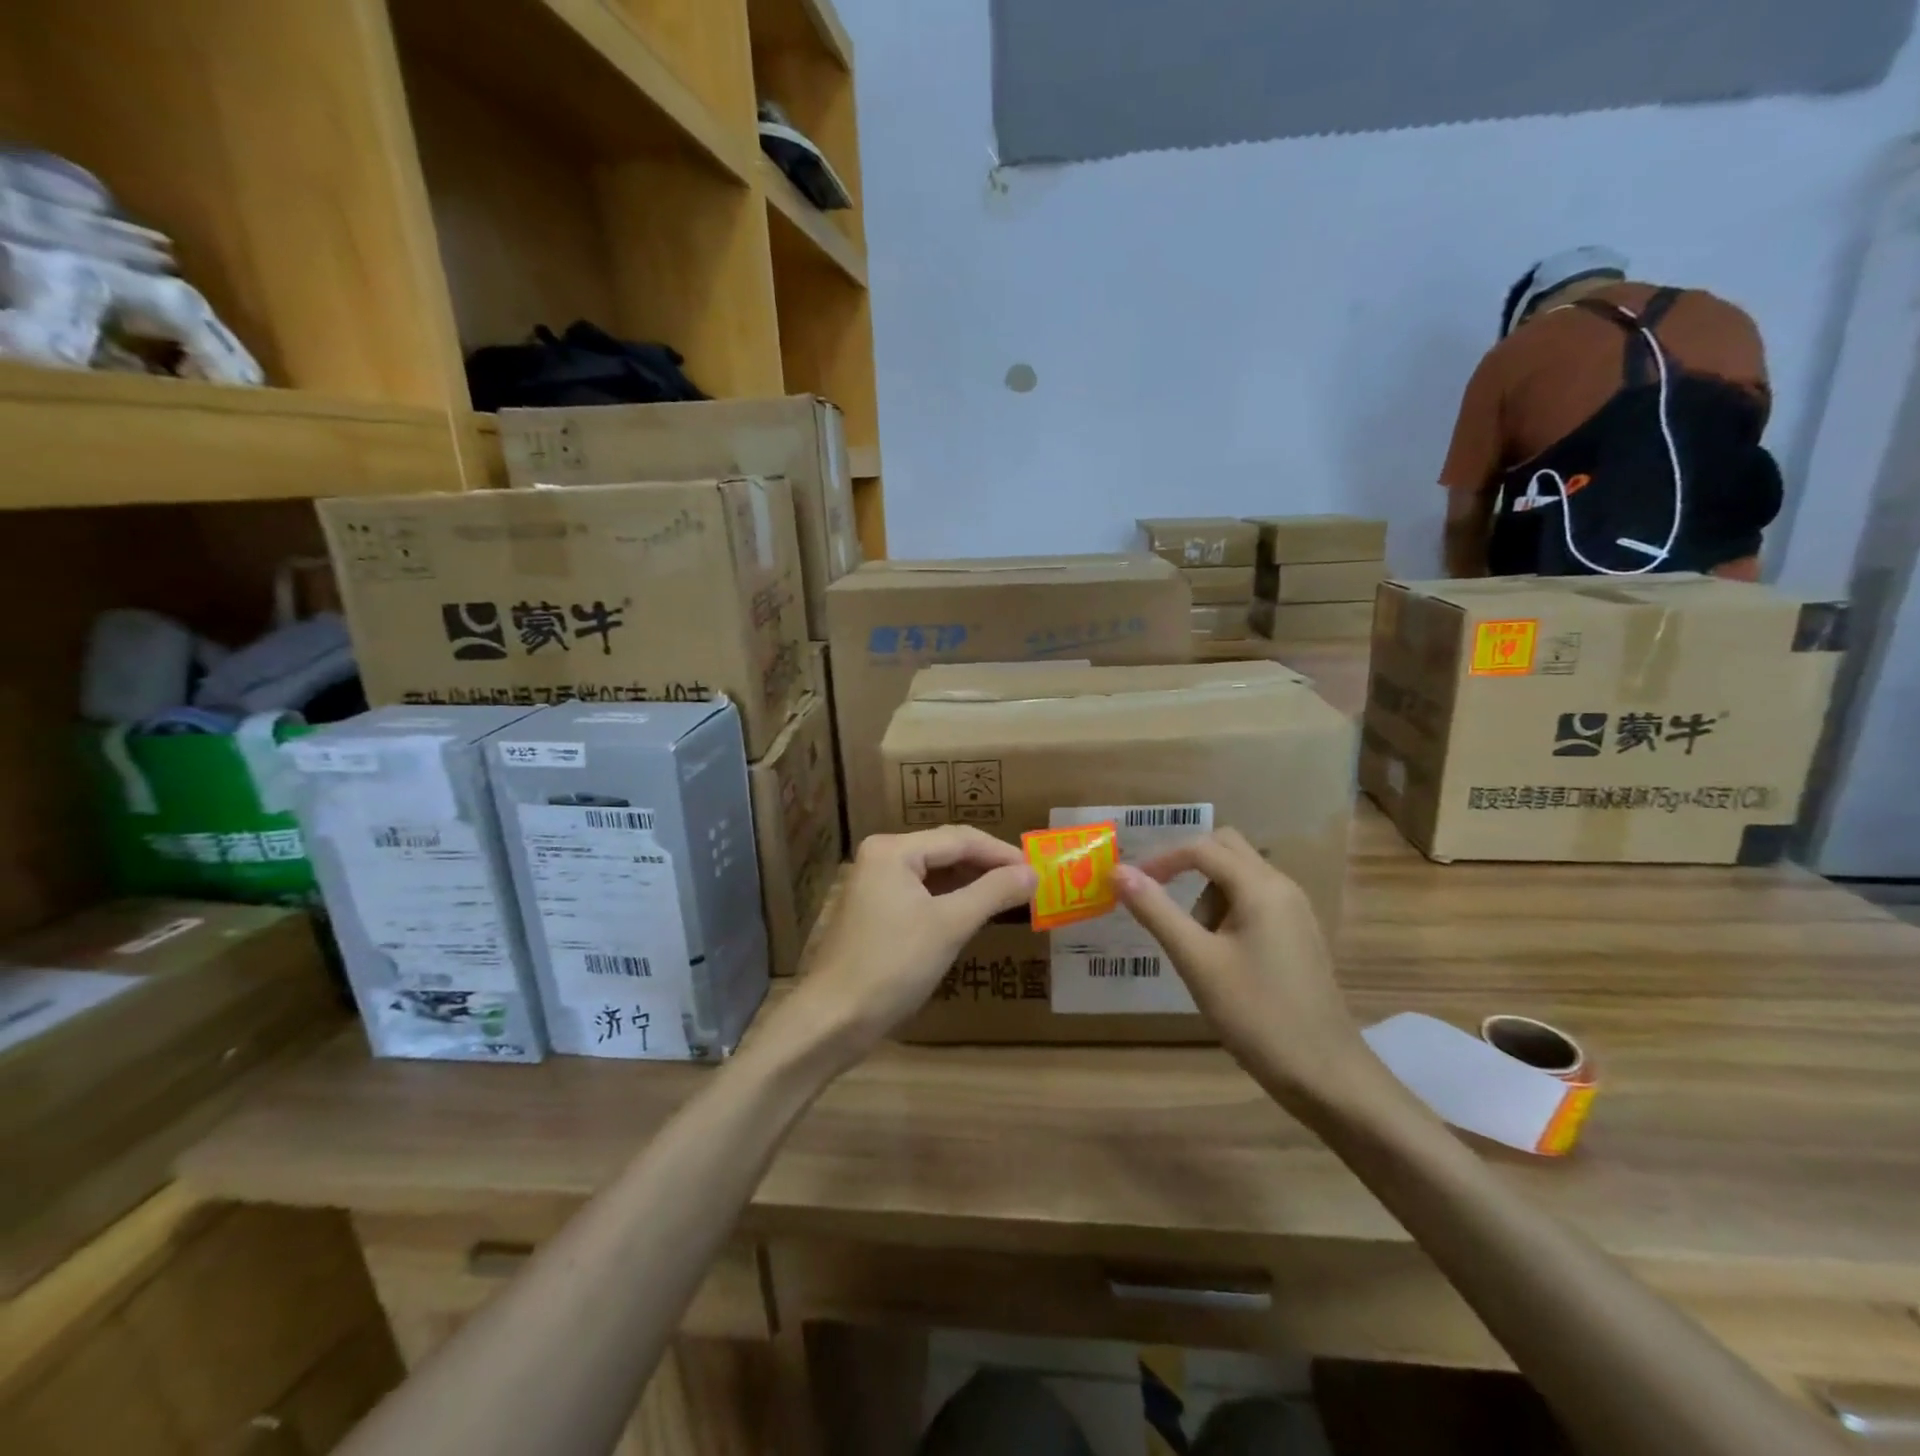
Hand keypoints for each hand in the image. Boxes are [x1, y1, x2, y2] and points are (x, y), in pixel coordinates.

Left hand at [782, 827, 1035, 1062]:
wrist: (833, 1019)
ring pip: (933, 873)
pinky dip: (949, 900)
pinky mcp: (874, 911)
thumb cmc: (893, 965)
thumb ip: (993, 892)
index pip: (959, 839)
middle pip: (945, 851)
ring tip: (1008, 896)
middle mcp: (880, 857)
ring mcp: (874, 884)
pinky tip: (972, 913)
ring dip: (970, 883)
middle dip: (986, 866)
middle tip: (1027, 883)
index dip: (1001, 853)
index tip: (1037, 870)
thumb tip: (1033, 872)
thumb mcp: (949, 925)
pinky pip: (920, 894)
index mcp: (893, 850)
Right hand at [1114, 829, 1372, 1101]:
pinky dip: (1227, 914)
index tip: (1132, 885)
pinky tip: (1220, 960)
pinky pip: (1255, 903)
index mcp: (1261, 887)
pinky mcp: (1298, 936)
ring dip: (1208, 897)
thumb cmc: (1257, 1014)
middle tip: (1161, 904)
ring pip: (1240, 878)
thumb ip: (1156, 911)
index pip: (1202, 848)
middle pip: (1226, 850)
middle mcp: (1282, 888)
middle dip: (1188, 869)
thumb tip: (1118, 871)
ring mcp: (1295, 912)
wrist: (1326, 1075)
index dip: (1162, 859)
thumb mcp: (1196, 961)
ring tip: (1197, 950)